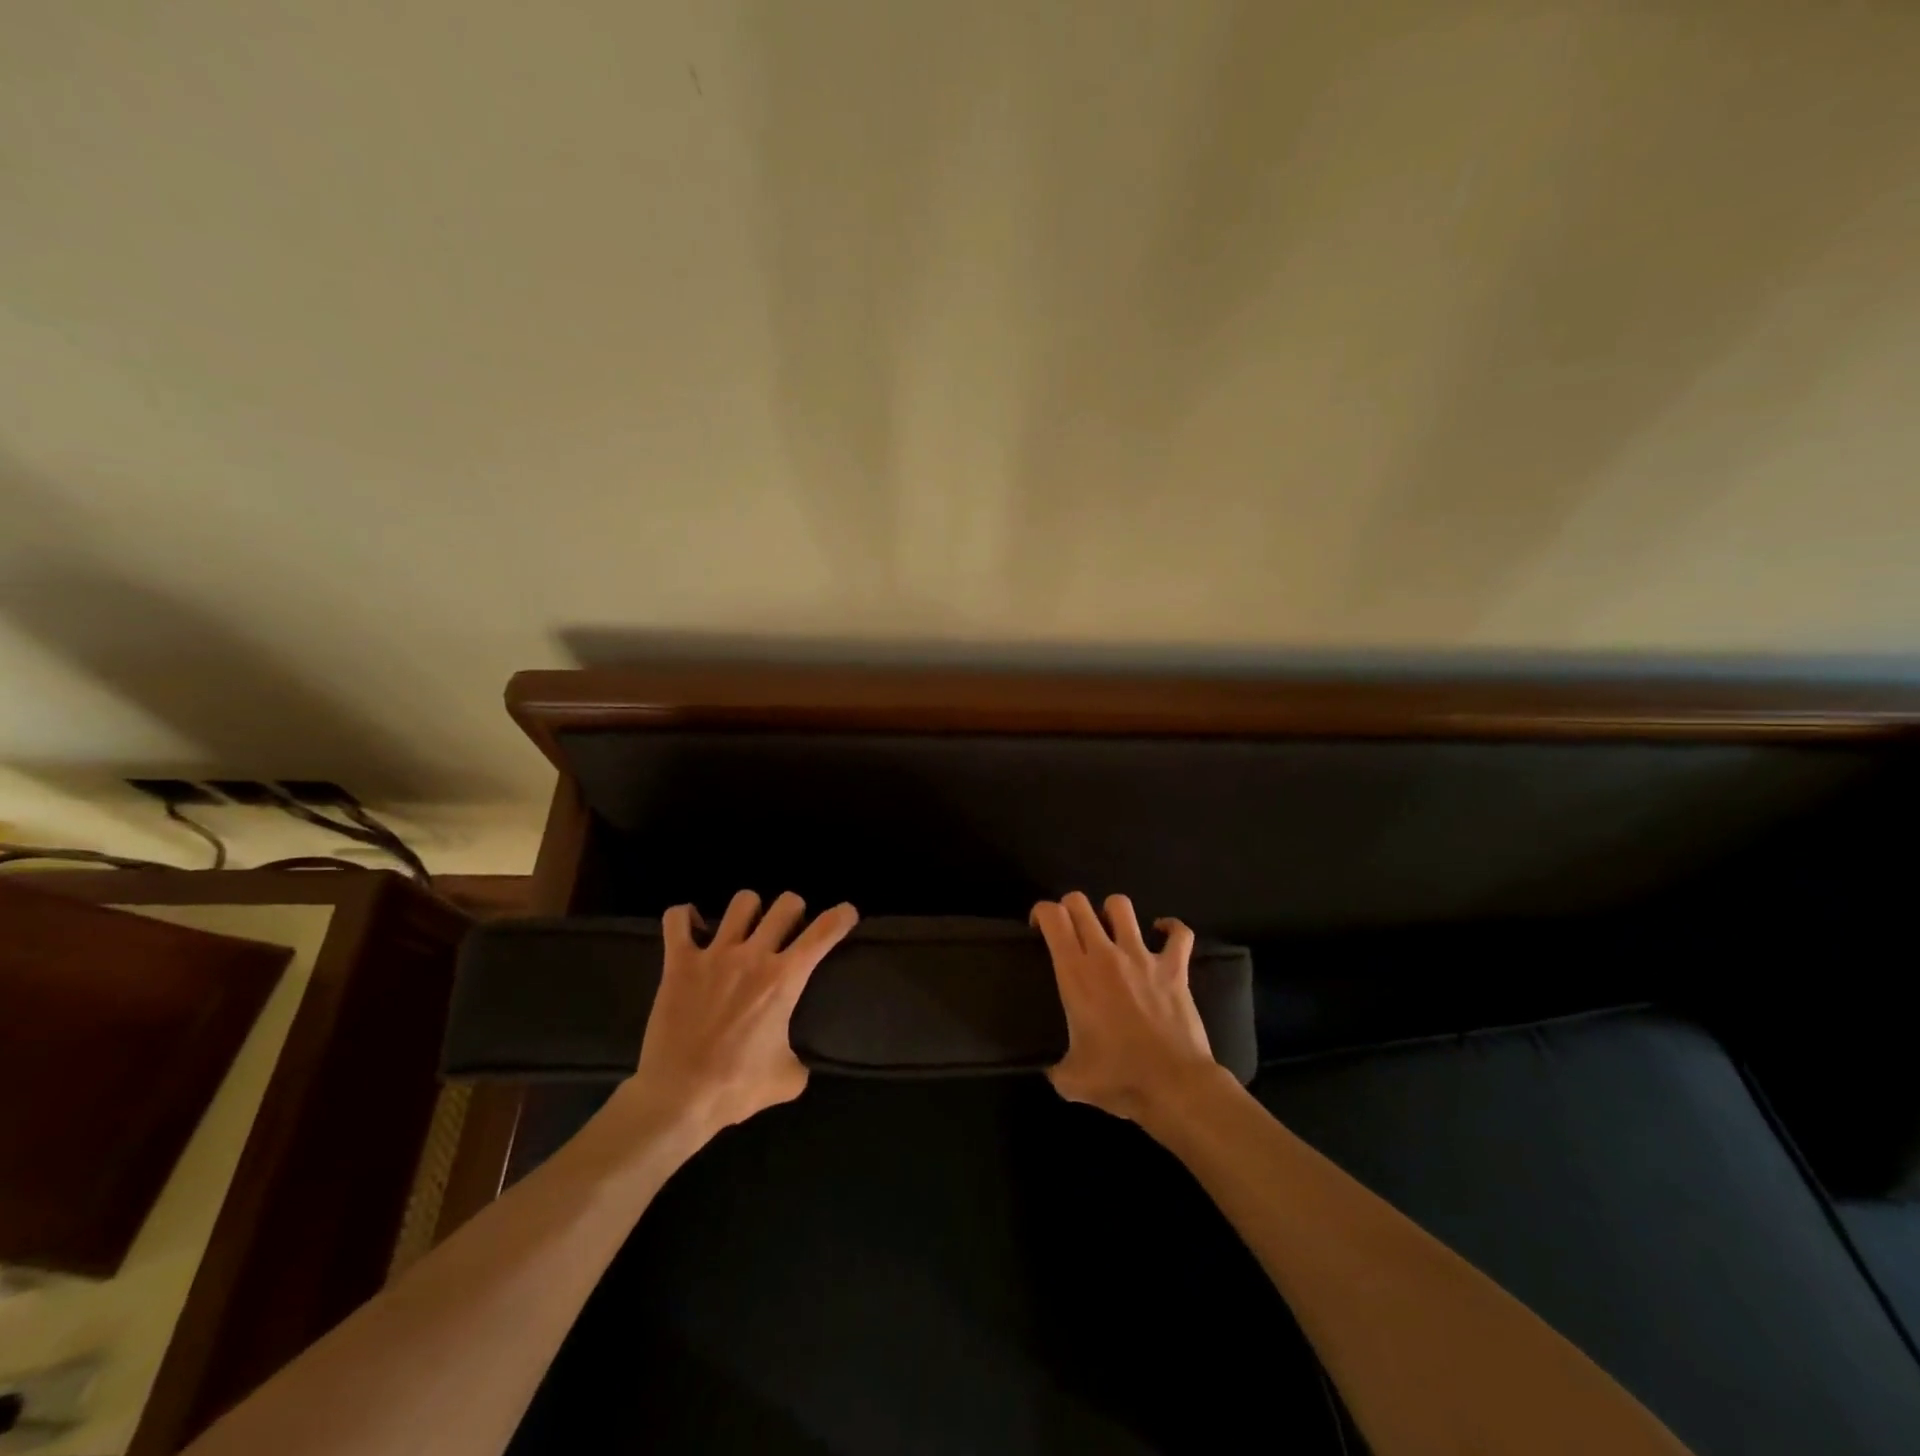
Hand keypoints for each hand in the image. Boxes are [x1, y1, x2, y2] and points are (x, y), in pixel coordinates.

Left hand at [617, 890, 857, 1138]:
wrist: (678, 1098)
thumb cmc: (736, 1088)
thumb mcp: (787, 1079)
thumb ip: (800, 1060)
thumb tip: (798, 1060)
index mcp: (784, 979)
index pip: (823, 933)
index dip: (841, 916)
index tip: (846, 913)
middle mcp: (753, 956)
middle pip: (785, 904)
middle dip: (793, 910)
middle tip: (787, 929)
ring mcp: (714, 955)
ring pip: (742, 902)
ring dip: (749, 911)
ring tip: (744, 928)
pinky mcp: (678, 963)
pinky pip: (677, 919)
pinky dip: (684, 917)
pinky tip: (691, 927)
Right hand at [1031, 891, 1228, 1127]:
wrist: (1173, 1087)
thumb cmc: (1118, 1079)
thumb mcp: (1071, 1080)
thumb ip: (1056, 1068)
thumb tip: (1054, 1072)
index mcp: (1075, 973)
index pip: (1053, 917)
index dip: (1042, 912)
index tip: (1039, 928)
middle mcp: (1105, 954)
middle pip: (1080, 903)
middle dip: (1069, 908)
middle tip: (1070, 930)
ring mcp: (1142, 957)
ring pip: (1121, 906)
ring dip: (1111, 912)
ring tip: (1110, 929)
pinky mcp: (1175, 967)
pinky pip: (1179, 933)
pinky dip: (1171, 928)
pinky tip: (1162, 933)